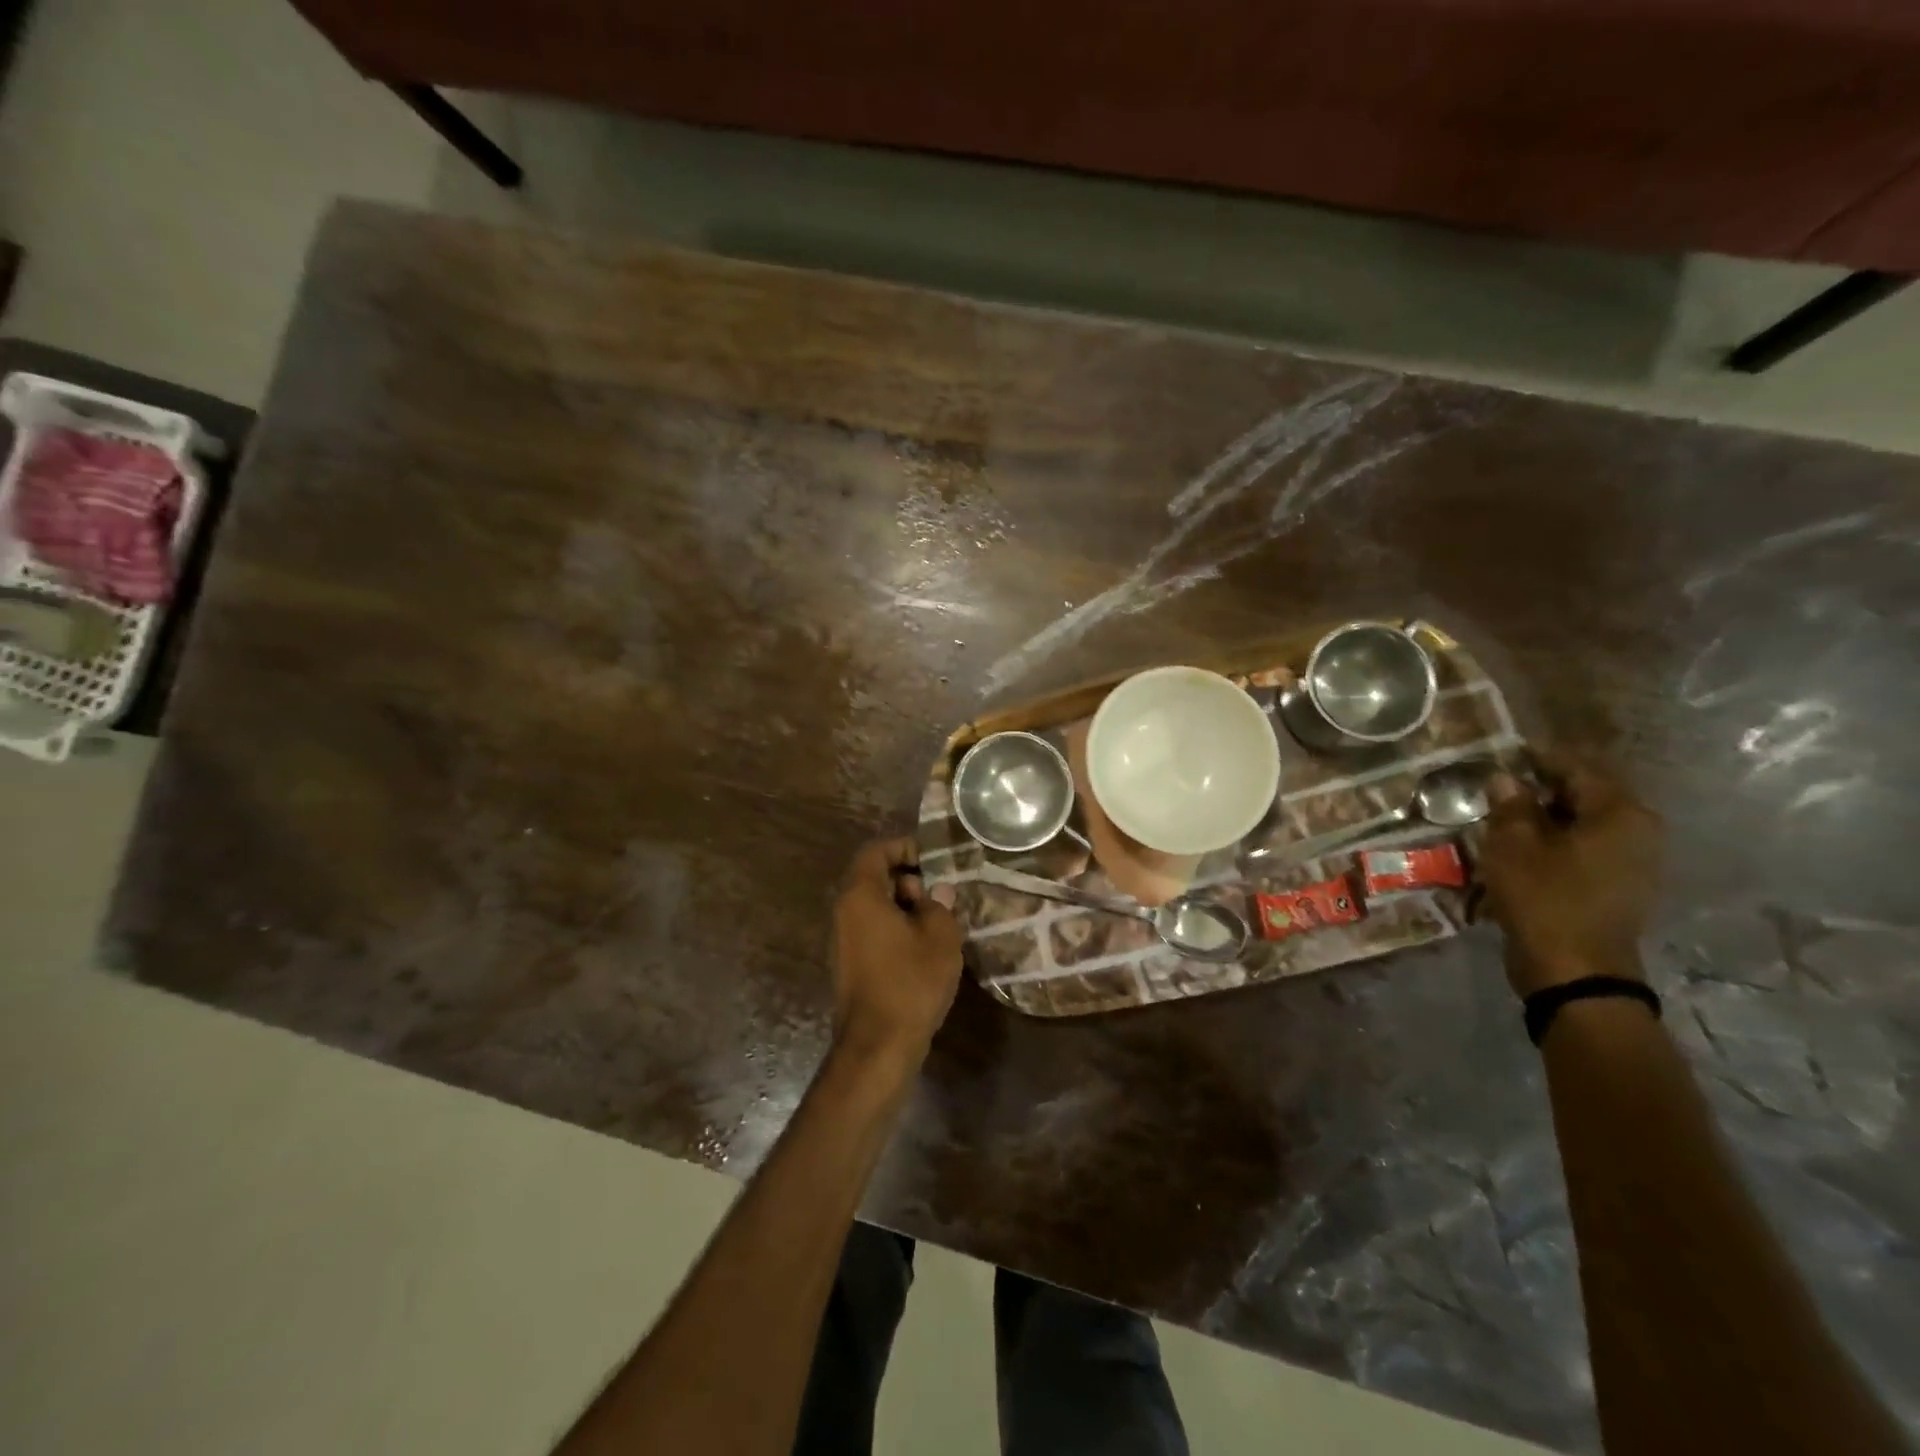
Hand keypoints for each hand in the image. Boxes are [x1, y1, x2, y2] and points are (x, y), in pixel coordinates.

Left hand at [831, 838, 964, 1068]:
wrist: (878, 1045)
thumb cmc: (911, 981)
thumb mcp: (940, 936)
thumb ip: (939, 904)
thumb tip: (937, 891)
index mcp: (860, 895)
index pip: (875, 851)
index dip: (904, 847)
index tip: (933, 858)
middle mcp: (844, 912)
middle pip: (873, 877)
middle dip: (908, 878)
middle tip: (941, 892)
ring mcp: (844, 940)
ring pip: (874, 906)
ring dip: (905, 906)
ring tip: (939, 920)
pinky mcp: (850, 964)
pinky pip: (873, 930)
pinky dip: (896, 928)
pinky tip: (924, 947)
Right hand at [1479, 751, 1663, 996]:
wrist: (1575, 972)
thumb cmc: (1545, 898)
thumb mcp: (1514, 844)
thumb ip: (1511, 805)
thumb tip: (1506, 779)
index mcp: (1621, 814)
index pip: (1577, 769)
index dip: (1537, 758)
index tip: (1503, 752)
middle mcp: (1637, 833)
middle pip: (1582, 797)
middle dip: (1538, 791)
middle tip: (1495, 788)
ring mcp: (1632, 865)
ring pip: (1579, 826)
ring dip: (1541, 821)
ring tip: (1500, 820)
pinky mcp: (1616, 889)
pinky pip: (1581, 852)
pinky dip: (1551, 846)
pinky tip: (1518, 852)